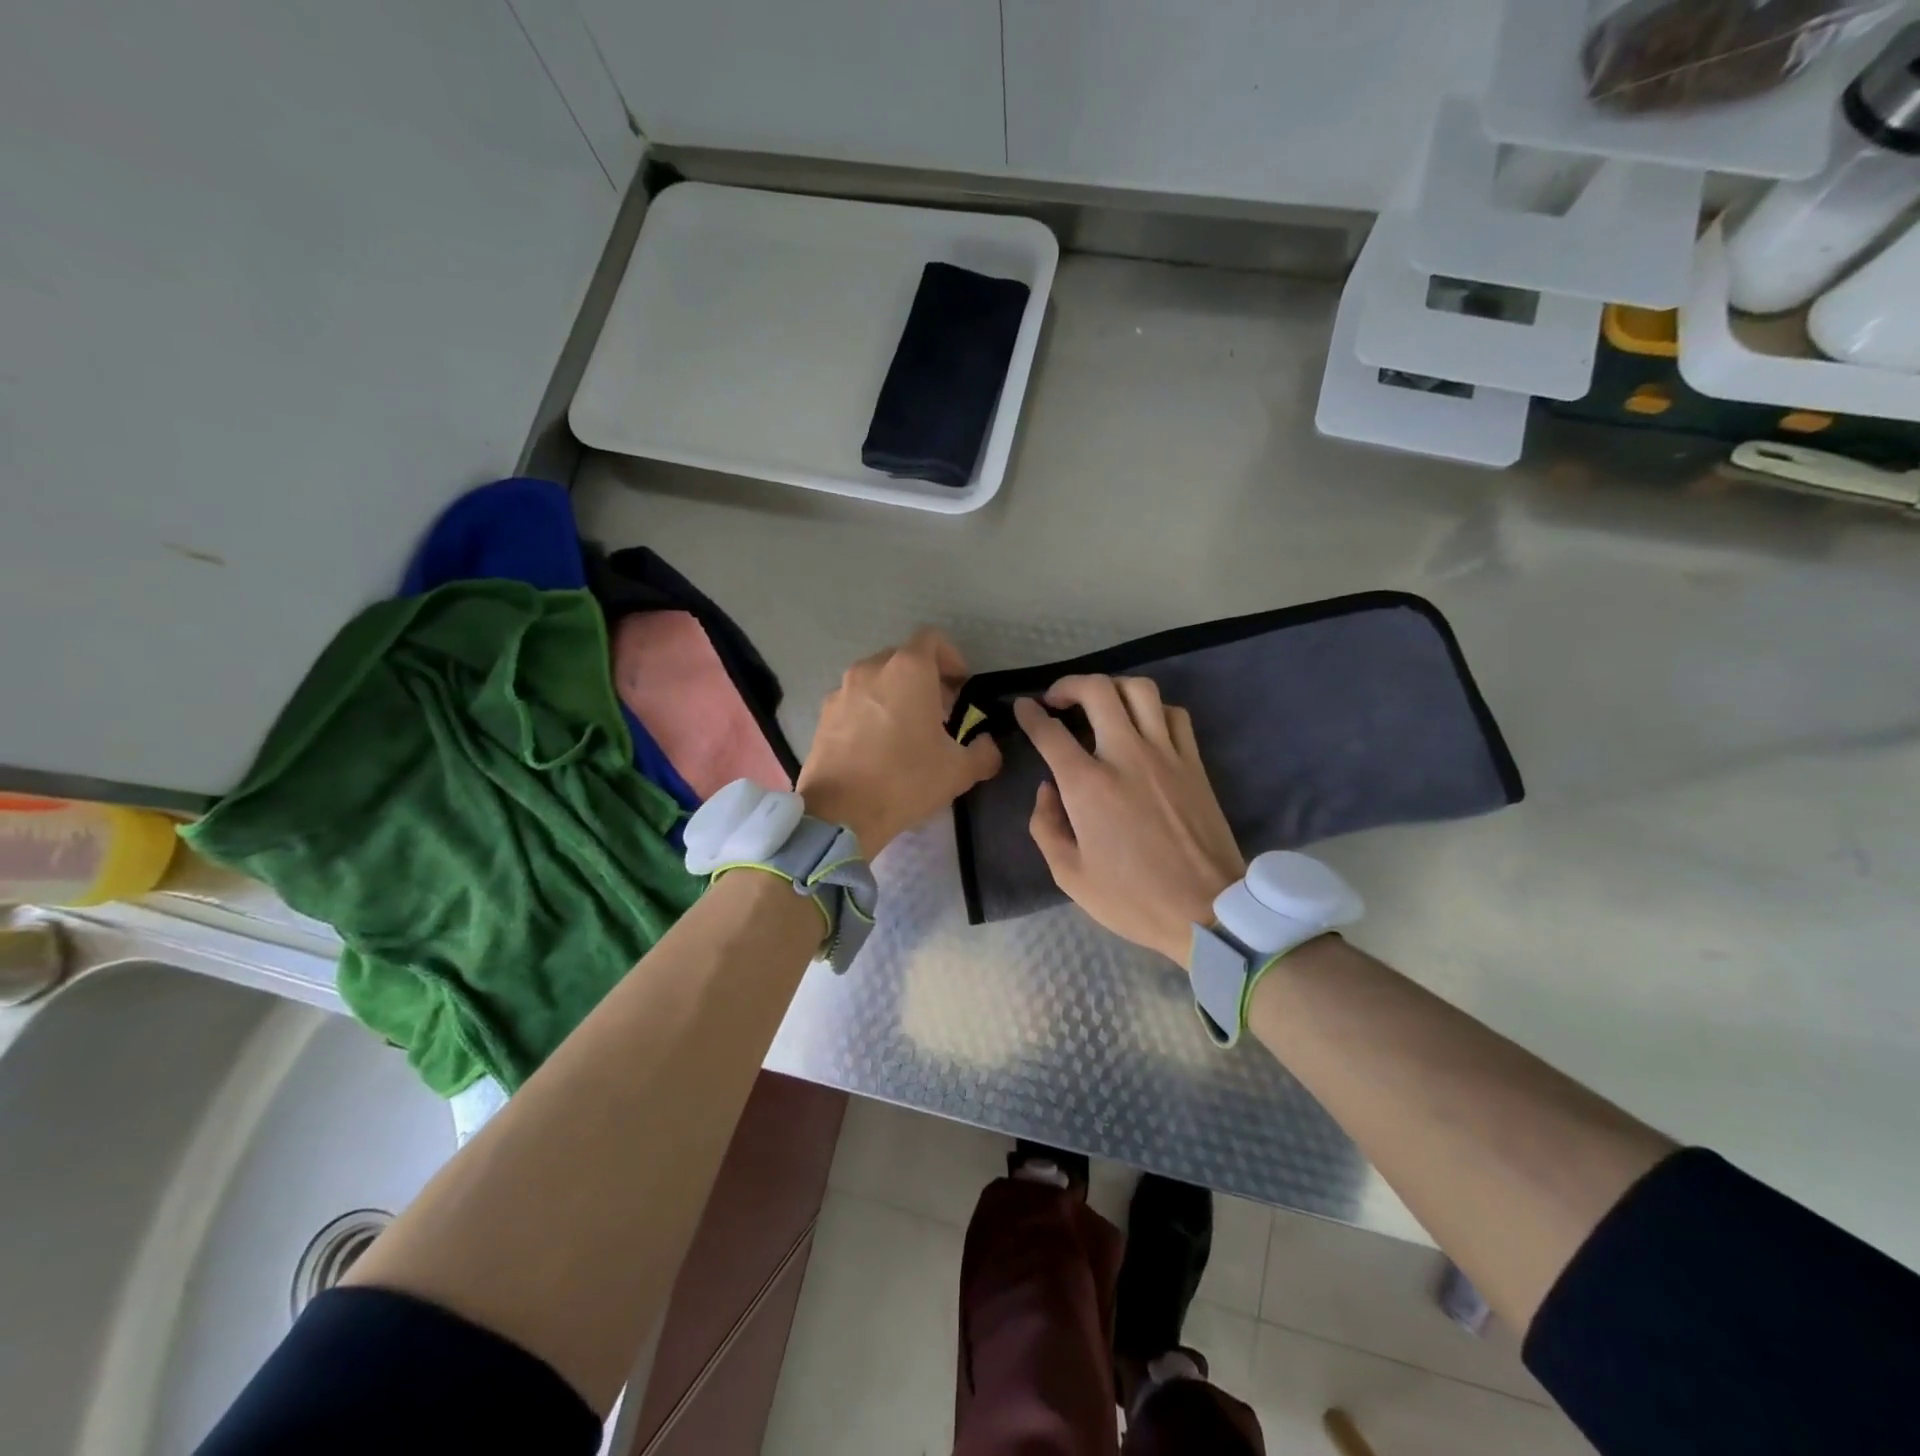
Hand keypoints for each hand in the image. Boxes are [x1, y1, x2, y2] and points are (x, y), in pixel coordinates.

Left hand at [797, 627, 1002, 856]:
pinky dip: (870, 711)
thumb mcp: (959, 771)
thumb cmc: (905, 781)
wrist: (840, 812)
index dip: (951, 658)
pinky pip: (855, 701)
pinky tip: (877, 746)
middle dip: (925, 678)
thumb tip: (987, 745)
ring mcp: (842, 690)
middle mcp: (872, 669)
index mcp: (908, 670)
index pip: (932, 639)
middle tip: (940, 713)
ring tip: (907, 731)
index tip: (960, 688)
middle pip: (904, 658)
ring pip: (877, 679)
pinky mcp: (824, 714)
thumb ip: (984, 752)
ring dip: (896, 694)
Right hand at [1016, 676, 1245, 966]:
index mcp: (1088, 786)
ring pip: (1139, 690)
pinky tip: (1142, 724)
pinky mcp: (1194, 763)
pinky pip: (1174, 714)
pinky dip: (1153, 709)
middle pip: (1096, 691)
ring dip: (1112, 686)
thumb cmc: (1132, 899)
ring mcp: (1166, 755)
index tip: (1022, 707)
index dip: (1030, 715)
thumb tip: (1047, 789)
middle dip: (1069, 684)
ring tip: (1100, 702)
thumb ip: (1045, 826)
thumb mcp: (1069, 875)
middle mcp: (1126, 756)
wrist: (1206, 910)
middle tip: (1057, 699)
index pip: (1050, 732)